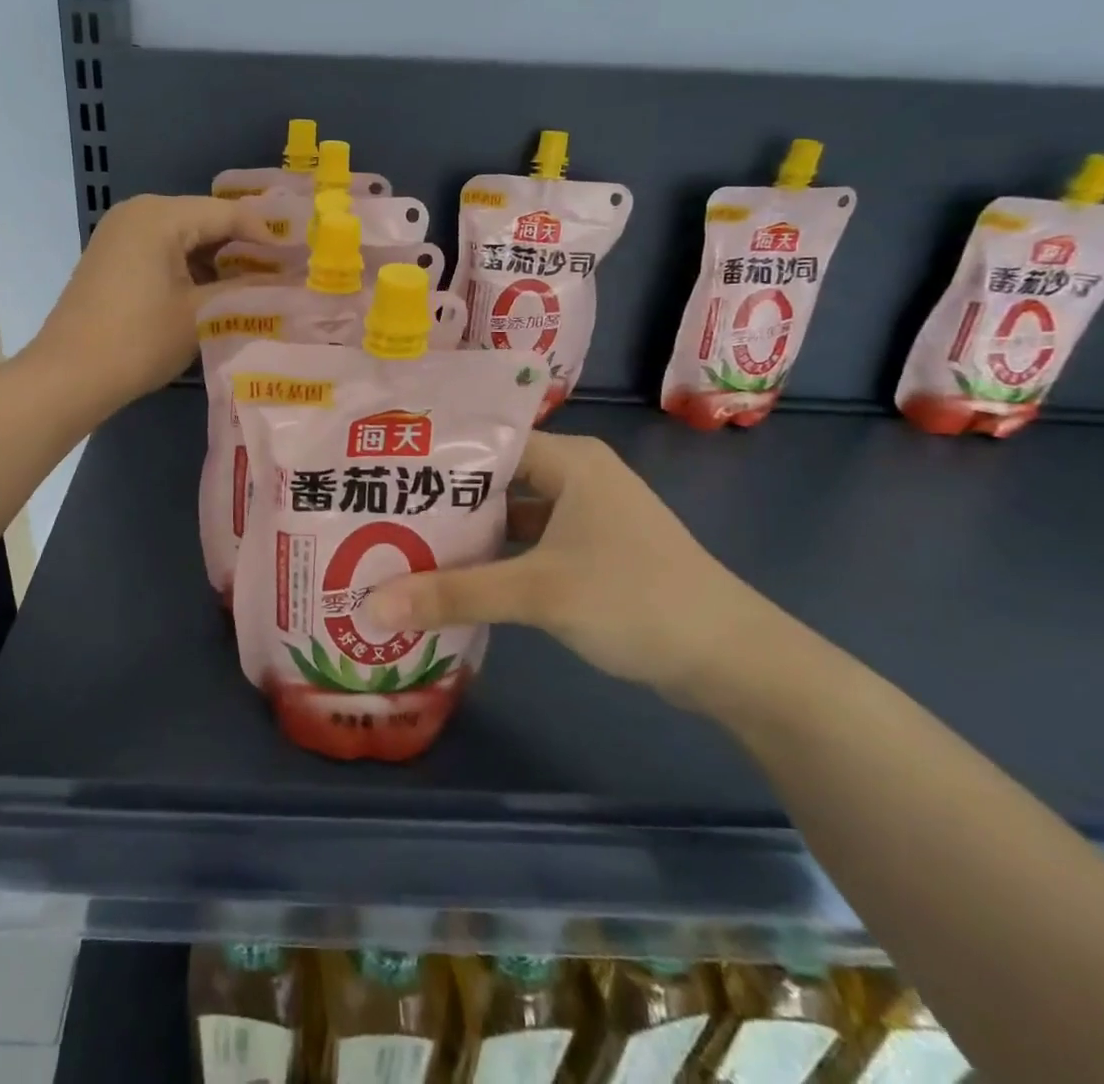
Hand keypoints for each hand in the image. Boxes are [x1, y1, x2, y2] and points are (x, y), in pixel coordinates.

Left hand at [27, 194, 269, 410]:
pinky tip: (215, 292)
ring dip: (219, 260)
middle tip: (283, 273)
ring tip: (256, 286)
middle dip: (244, 248)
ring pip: (185, 237)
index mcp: (160, 215)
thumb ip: (248, 289)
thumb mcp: (201, 314)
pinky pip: (164, 251)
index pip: (228, 214)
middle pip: (206, 221)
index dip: (268, 236)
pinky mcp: (113, 258)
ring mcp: (121, 234)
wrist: (69, 377)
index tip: (300, 260)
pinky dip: (191, 268)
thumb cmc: (139, 341)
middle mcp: (138, 212)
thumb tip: (290, 280)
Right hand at [365, 432, 783, 709]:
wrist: (732, 660)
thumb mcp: (538, 592)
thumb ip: (454, 594)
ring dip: (469, 534)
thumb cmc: (635, 600)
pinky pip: (530, 545)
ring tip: (404, 544)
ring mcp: (588, 517)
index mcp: (569, 459)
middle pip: (496, 480)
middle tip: (380, 511)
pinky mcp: (593, 554)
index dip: (435, 456)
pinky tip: (456, 579)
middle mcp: (577, 476)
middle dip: (443, 500)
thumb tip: (371, 605)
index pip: (487, 442)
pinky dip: (497, 560)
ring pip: (512, 515)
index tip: (381, 472)